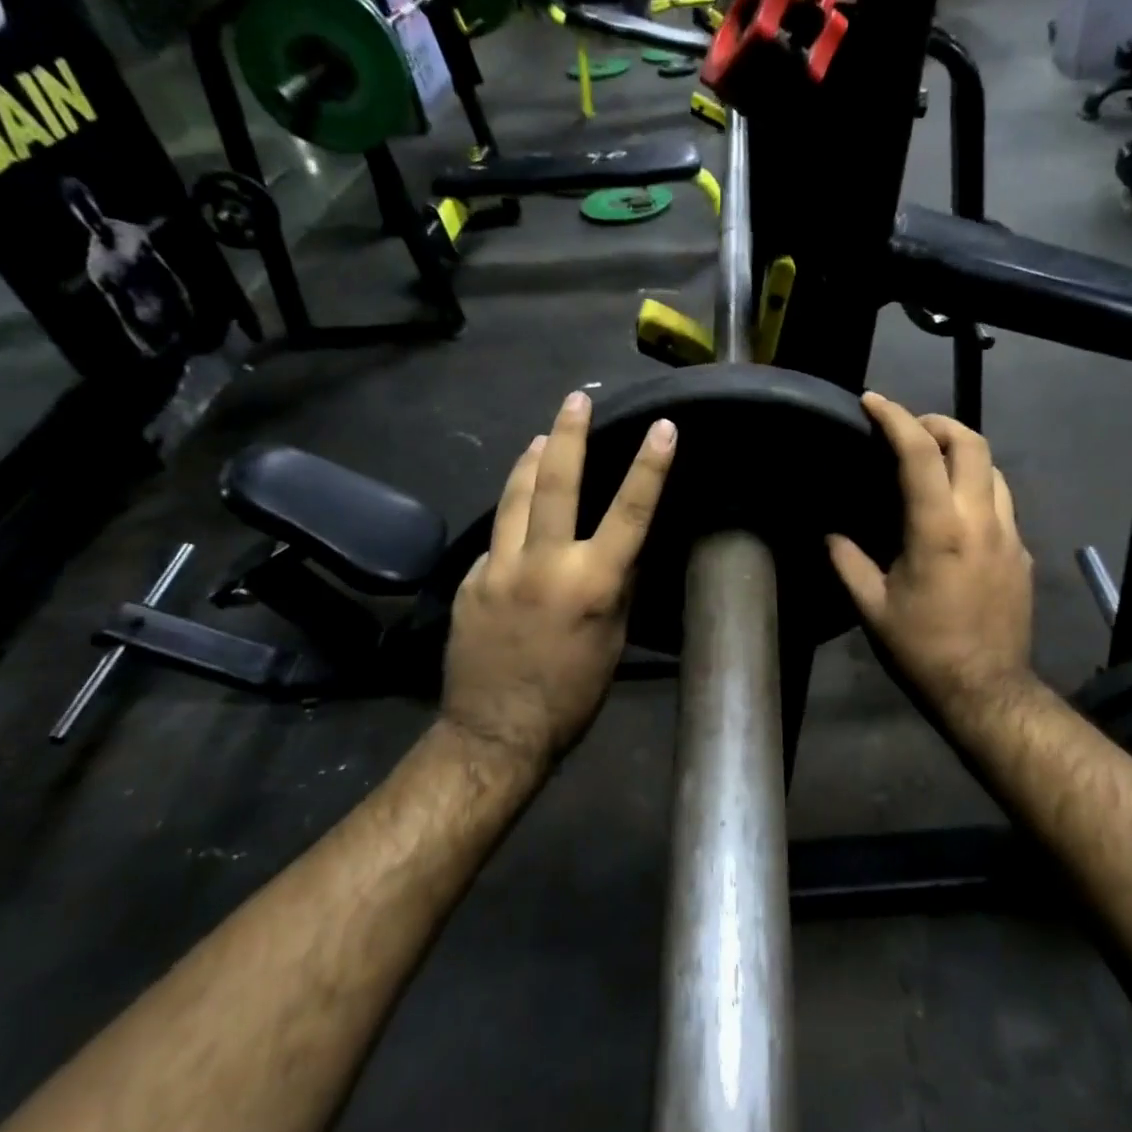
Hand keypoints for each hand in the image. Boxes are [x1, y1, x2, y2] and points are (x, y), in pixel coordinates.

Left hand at [441, 391, 676, 765]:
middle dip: (568, 434)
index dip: (649, 466)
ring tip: (541, 436)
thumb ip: (618, 586)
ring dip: (530, 461)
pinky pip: (496, 537)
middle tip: (574, 399)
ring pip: (514, 497)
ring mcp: (498, 568)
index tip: (663, 427)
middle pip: (556, 483)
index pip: (630, 512)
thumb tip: (623, 548)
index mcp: (592, 583)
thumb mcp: (613, 640)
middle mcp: (543, 564)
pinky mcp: (469, 580)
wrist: (496, 731)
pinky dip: (512, 517)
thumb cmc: (572, 694)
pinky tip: (518, 515)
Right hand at [828, 393, 1037, 731]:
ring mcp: (1009, 534)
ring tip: (933, 463)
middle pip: (971, 442)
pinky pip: (1002, 501)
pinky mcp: (1022, 553)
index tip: (872, 401)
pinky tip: (956, 511)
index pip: (919, 452)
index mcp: (939, 528)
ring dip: (962, 453)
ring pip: (994, 468)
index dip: (894, 417)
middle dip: (938, 422)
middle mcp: (981, 519)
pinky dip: (977, 487)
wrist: (986, 690)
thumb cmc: (923, 649)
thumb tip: (830, 533)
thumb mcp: (872, 608)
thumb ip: (846, 561)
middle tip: (908, 429)